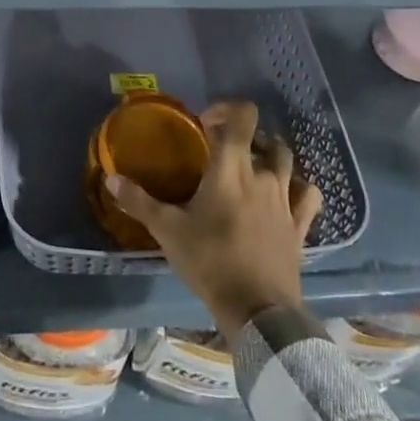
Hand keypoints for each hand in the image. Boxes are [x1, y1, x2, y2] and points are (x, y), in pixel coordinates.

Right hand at [108, 101, 322, 341]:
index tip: (205, 125)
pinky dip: (299, 187)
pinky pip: (308, 195)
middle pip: (264, 138)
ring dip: (271, 157)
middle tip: (221, 152)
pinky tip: (286, 194)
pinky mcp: (300, 226)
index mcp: (231, 168)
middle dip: (244, 137)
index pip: (242, 116)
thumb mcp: (167, 231)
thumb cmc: (210, 261)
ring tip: (251, 169)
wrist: (258, 310)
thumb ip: (139, 201)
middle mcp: (263, 175)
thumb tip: (111, 178)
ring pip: (287, 161)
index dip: (226, 109)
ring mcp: (286, 200)